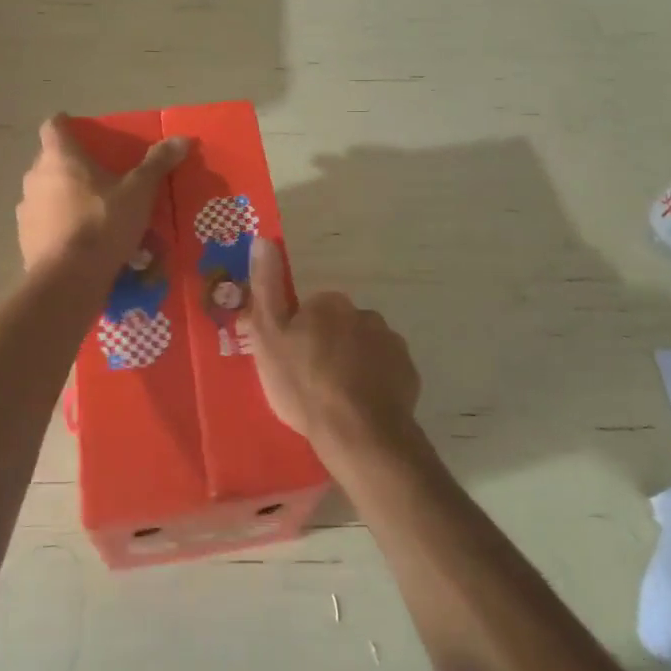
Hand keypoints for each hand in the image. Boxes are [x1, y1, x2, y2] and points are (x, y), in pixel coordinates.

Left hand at [16, 114, 187, 273]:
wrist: (68, 280)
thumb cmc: (103, 223)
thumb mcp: (138, 192)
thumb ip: (157, 164)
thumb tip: (182, 138)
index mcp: (60, 158)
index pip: (54, 126)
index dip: (66, 124)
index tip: (81, 130)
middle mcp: (35, 178)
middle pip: (51, 161)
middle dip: (72, 166)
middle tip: (100, 176)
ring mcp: (26, 210)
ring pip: (46, 194)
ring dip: (65, 197)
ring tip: (93, 212)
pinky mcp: (25, 240)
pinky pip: (46, 224)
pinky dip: (60, 226)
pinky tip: (82, 242)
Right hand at [247, 237, 421, 467]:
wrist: (357, 432)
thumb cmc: (304, 383)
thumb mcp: (268, 335)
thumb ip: (265, 287)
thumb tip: (263, 239)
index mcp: (329, 303)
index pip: (310, 311)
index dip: (297, 335)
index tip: (289, 362)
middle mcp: (364, 313)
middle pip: (339, 328)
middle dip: (328, 348)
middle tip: (311, 384)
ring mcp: (390, 343)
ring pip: (363, 349)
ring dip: (352, 365)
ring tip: (336, 400)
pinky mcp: (407, 372)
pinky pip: (385, 372)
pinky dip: (374, 384)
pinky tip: (360, 408)